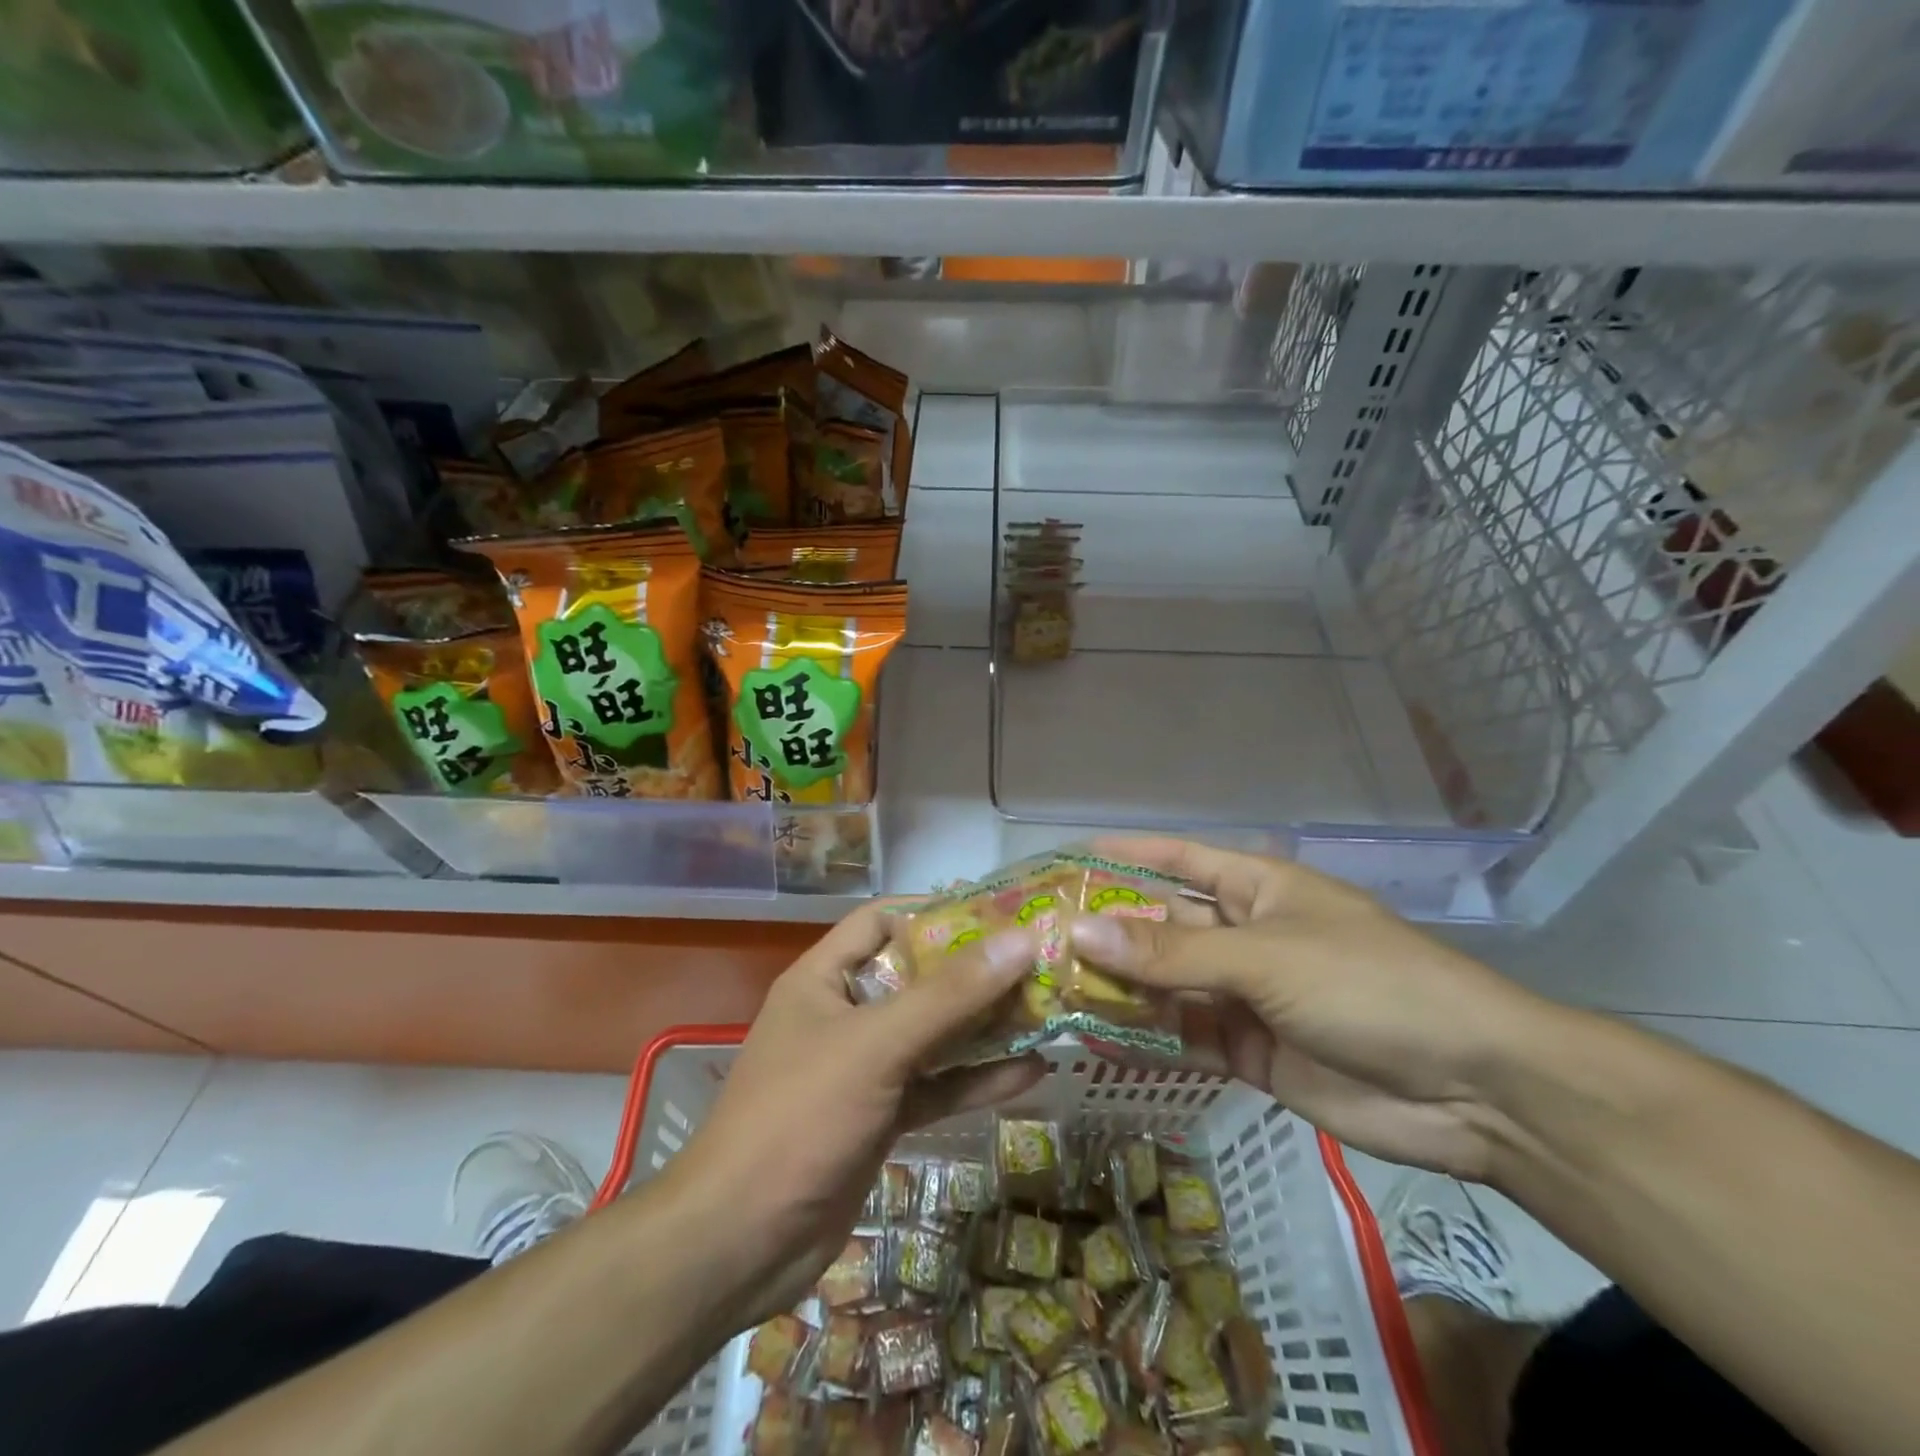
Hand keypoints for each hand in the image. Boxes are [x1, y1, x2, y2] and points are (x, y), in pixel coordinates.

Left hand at [663, 902, 1042, 1327]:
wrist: (741, 1244)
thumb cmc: (800, 1117)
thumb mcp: (877, 1045)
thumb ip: (949, 996)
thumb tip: (1020, 940)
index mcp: (824, 978)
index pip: (881, 921)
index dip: (935, 912)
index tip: (997, 913)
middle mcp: (844, 1014)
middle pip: (916, 978)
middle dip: (973, 972)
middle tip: (1037, 962)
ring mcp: (863, 1069)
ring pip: (932, 1034)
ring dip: (983, 1026)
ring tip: (1046, 1010)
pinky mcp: (880, 1117)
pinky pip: (935, 1086)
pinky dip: (976, 1080)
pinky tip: (1029, 1073)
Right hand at [1068, 838, 1553, 1182]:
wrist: (1471, 1089)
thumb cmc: (1367, 985)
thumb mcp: (1264, 958)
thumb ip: (1169, 954)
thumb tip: (1079, 933)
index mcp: (1255, 889)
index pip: (1176, 859)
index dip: (1123, 856)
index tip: (1064, 860)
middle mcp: (1243, 935)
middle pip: (1161, 926)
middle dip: (1107, 931)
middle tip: (1036, 939)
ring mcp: (1245, 995)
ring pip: (1165, 984)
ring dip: (1117, 987)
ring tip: (1048, 989)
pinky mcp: (1248, 1051)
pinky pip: (1183, 1037)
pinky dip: (1144, 1038)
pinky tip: (1093, 1039)